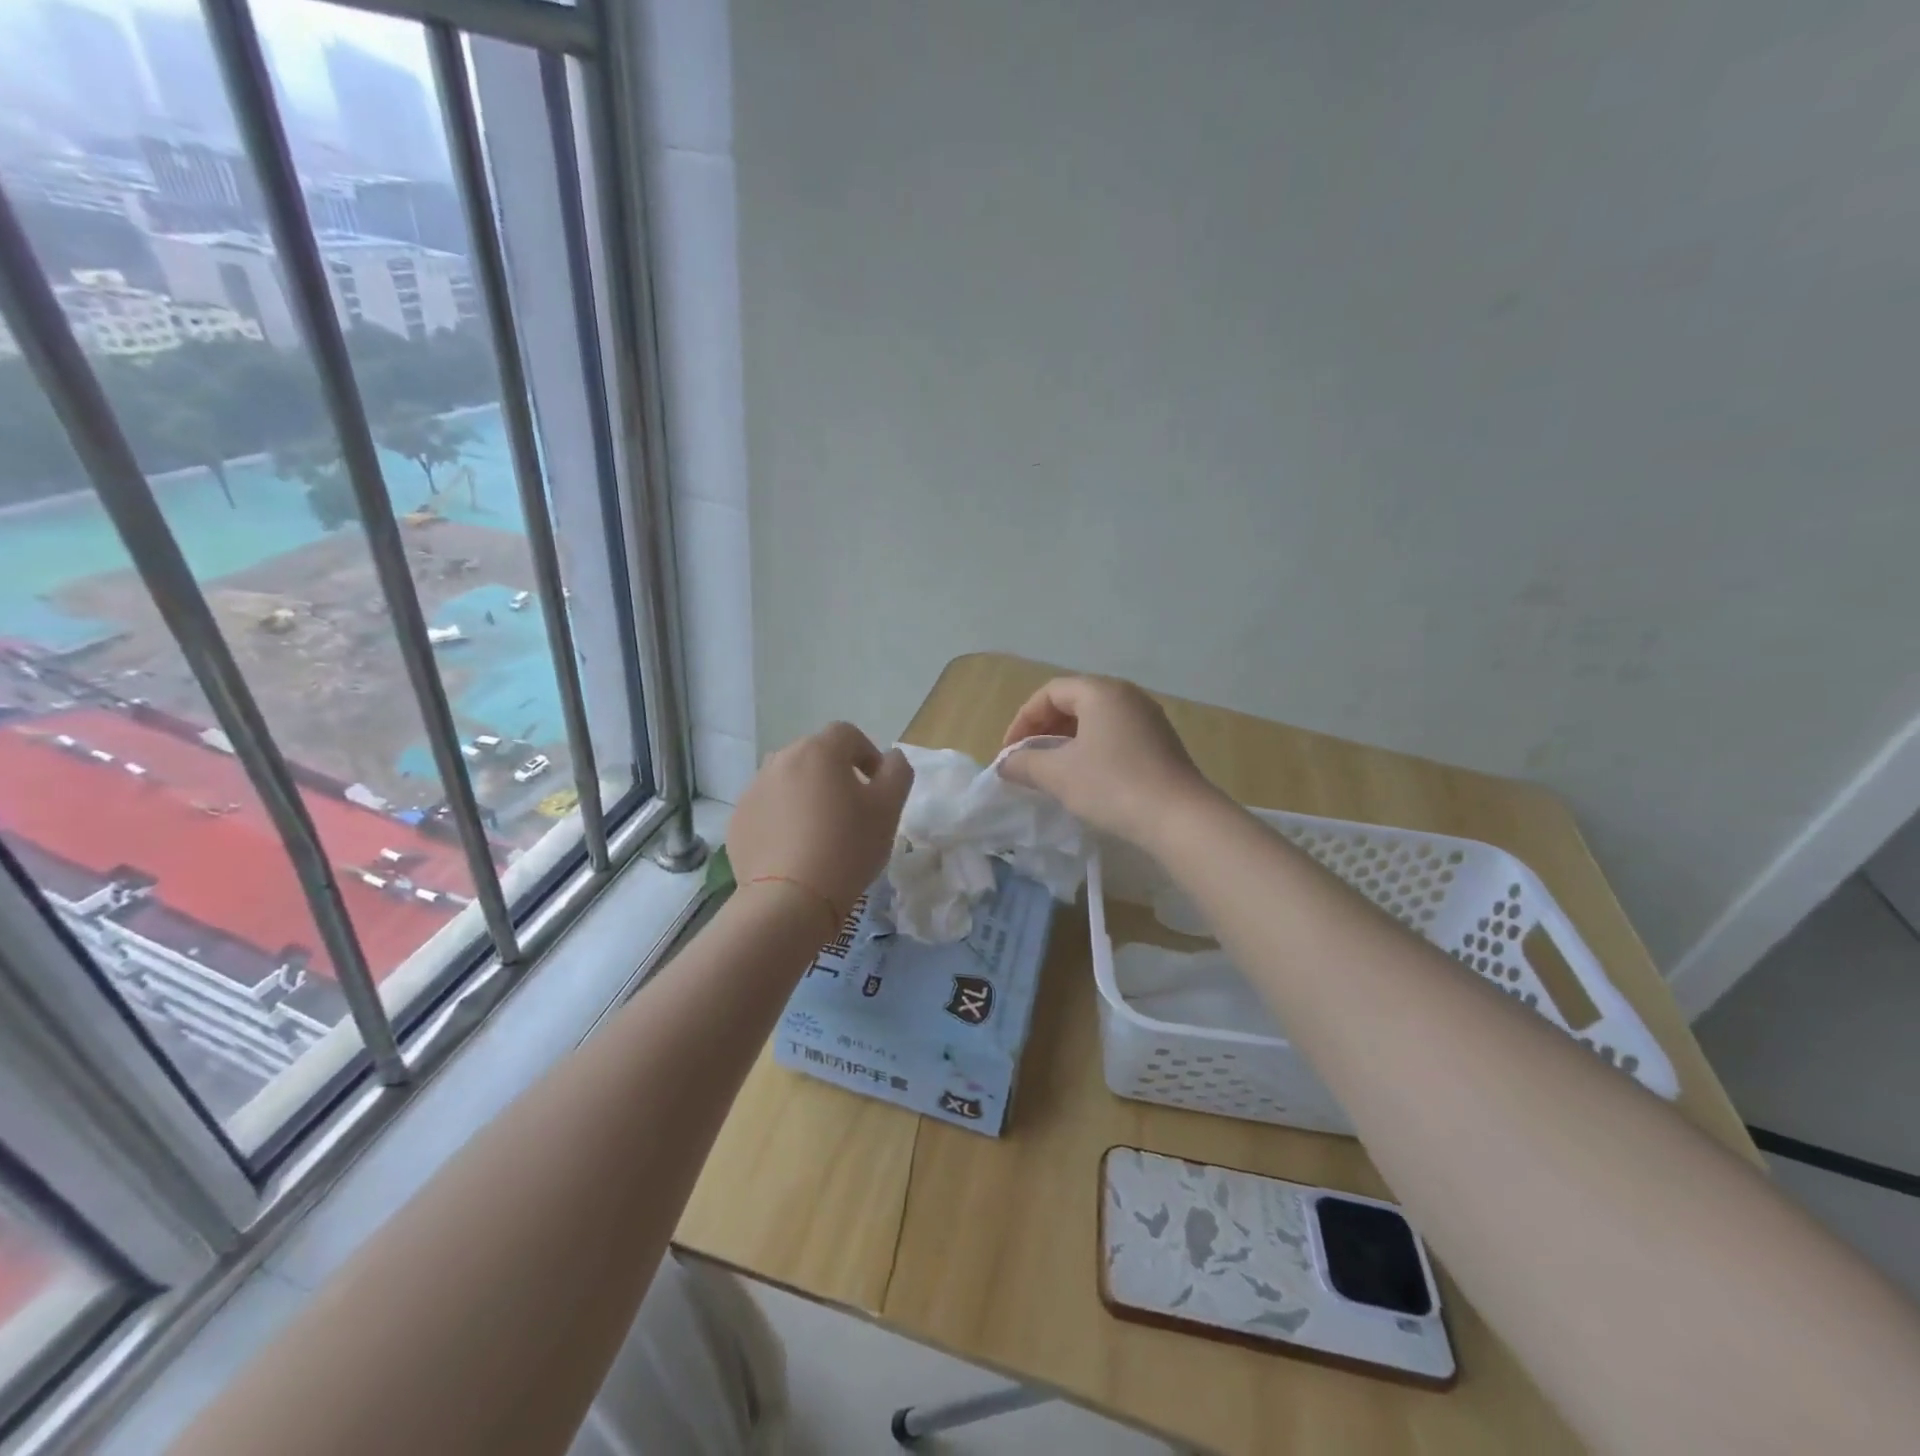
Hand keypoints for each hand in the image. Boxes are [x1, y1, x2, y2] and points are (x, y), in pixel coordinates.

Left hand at [729, 722, 913, 921]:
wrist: (789, 900)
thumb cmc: (847, 848)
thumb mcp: (889, 808)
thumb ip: (897, 772)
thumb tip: (889, 758)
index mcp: (819, 751)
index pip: (847, 734)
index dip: (867, 754)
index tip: (876, 787)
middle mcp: (780, 760)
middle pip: (815, 756)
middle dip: (835, 775)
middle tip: (851, 812)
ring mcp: (753, 790)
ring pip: (789, 781)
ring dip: (807, 795)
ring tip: (820, 832)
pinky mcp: (737, 820)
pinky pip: (768, 809)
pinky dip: (782, 819)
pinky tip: (795, 850)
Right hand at [997, 676, 1217, 847]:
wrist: (1180, 818)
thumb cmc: (1112, 786)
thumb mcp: (1058, 774)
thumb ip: (1024, 763)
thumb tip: (1005, 763)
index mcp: (1100, 691)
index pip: (1049, 693)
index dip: (1023, 721)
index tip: (1010, 753)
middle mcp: (1126, 695)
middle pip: (1073, 701)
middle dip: (1044, 729)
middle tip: (1028, 760)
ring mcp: (1148, 718)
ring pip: (1095, 720)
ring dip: (1067, 741)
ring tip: (1053, 771)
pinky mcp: (1161, 742)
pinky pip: (1116, 735)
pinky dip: (1092, 749)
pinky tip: (1086, 778)